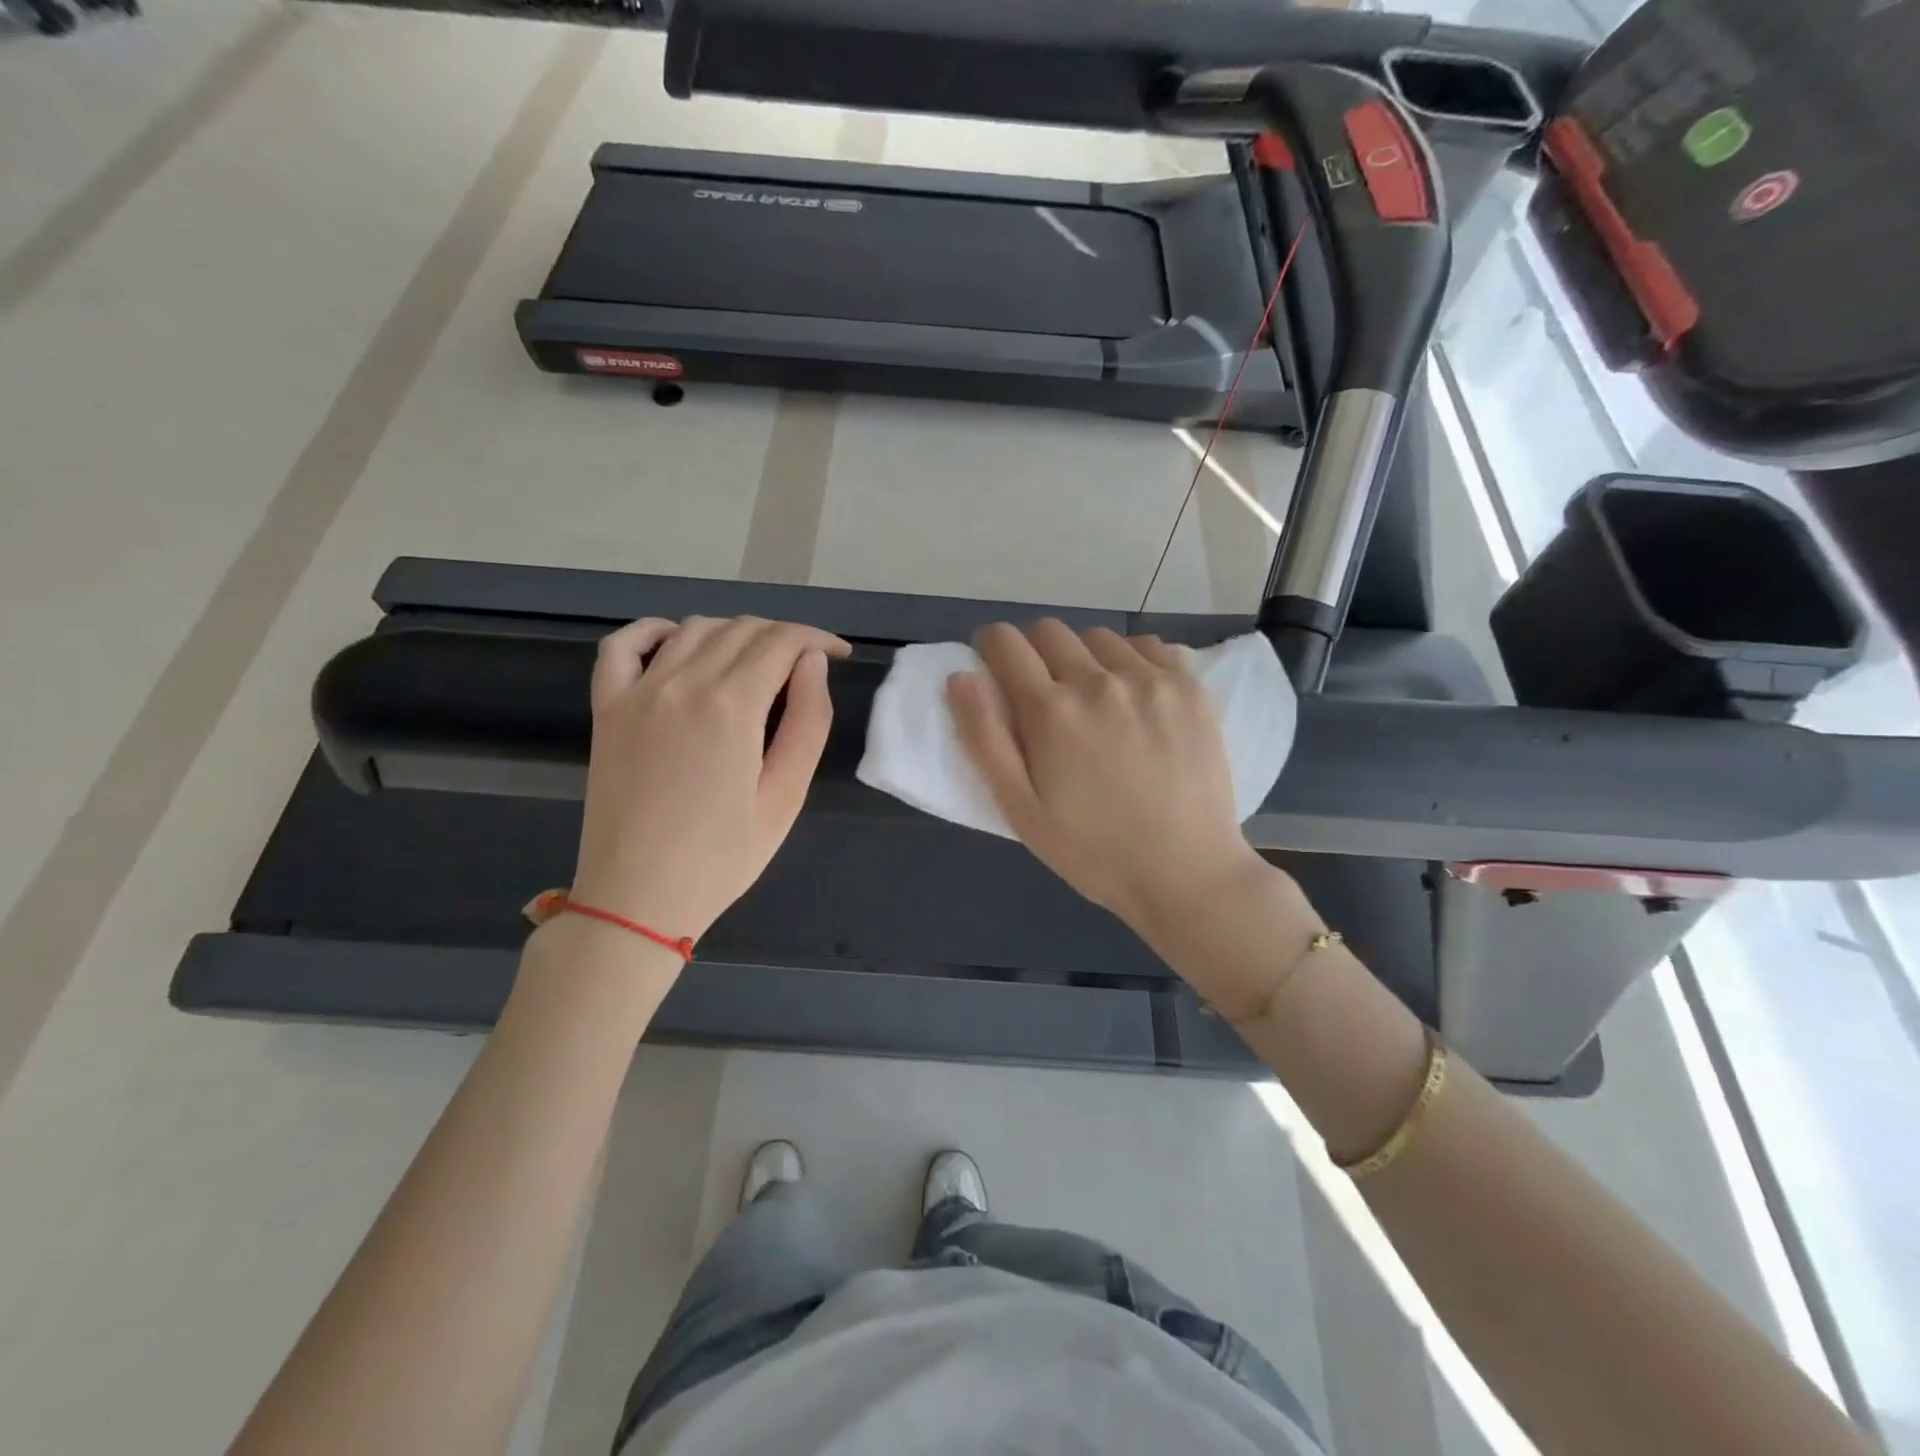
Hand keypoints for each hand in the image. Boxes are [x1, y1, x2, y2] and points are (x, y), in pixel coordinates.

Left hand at [571, 616, 850, 942]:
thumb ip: (808, 722)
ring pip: (693, 629)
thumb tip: (812, 663)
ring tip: (757, 663)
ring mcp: (637, 692)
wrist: (636, 899)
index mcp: (731, 706)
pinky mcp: (607, 709)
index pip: (782, 641)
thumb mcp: (786, 797)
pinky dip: (654, 630)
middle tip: (806, 668)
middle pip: (741, 629)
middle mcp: (682, 683)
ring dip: (734, 633)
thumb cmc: (723, 857)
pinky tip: (677, 641)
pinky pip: (622, 646)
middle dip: (784, 637)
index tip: (840, 654)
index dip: (818, 639)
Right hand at [947, 620, 1266, 940]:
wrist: (1186, 873)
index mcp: (1051, 712)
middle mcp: (1099, 680)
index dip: (990, 649)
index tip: (995, 671)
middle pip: (1050, 631)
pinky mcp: (1190, 687)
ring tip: (1094, 699)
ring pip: (1098, 637)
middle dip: (1034, 653)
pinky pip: (1149, 646)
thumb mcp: (1021, 810)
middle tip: (1043, 695)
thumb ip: (984, 740)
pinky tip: (1136, 697)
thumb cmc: (1093, 851)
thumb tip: (961, 677)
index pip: (1005, 642)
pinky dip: (1131, 660)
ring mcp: (1151, 679)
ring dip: (1083, 657)